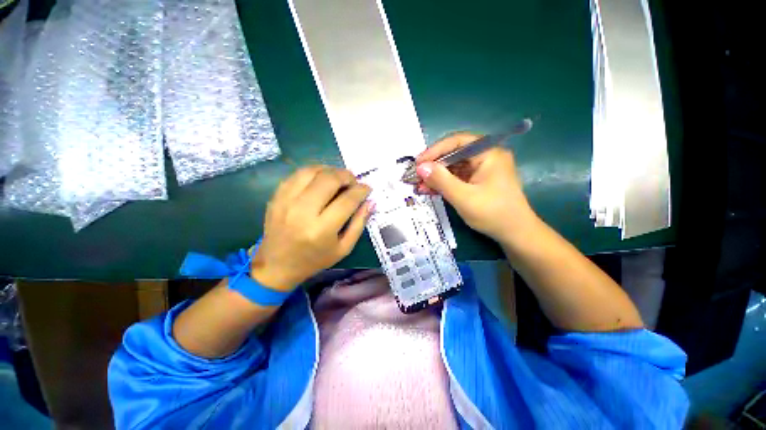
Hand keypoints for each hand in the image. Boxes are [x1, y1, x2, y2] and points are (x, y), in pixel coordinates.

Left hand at [251, 166, 372, 290]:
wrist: (277, 265)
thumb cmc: (315, 259)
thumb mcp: (344, 248)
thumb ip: (359, 223)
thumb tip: (370, 201)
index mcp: (321, 230)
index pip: (347, 200)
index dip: (361, 190)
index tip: (367, 188)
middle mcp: (302, 212)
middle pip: (329, 180)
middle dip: (347, 176)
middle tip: (353, 182)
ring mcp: (286, 202)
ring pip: (312, 171)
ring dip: (330, 170)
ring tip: (338, 178)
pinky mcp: (276, 197)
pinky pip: (297, 174)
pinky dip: (314, 172)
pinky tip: (321, 179)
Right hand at [415, 132, 534, 242]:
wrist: (515, 234)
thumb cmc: (493, 214)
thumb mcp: (463, 197)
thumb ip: (441, 181)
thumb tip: (420, 167)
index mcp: (488, 153)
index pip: (457, 142)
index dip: (435, 151)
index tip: (418, 163)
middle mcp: (486, 156)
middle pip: (454, 154)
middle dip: (434, 166)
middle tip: (416, 176)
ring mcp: (482, 169)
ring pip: (453, 167)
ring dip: (436, 176)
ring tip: (420, 186)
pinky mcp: (478, 180)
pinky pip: (457, 177)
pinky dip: (444, 183)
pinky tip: (430, 190)